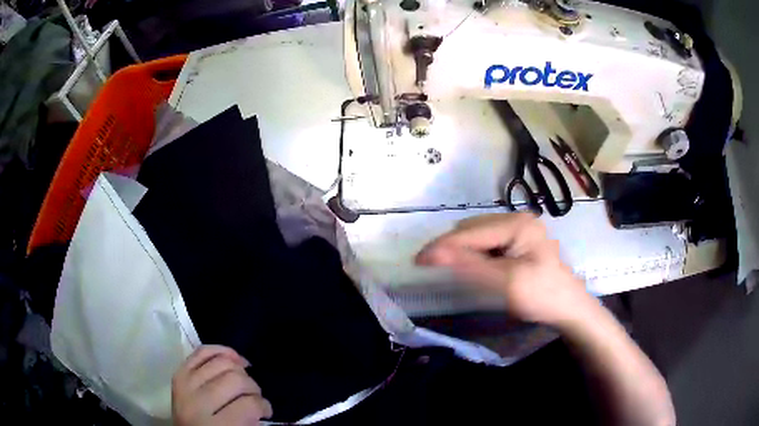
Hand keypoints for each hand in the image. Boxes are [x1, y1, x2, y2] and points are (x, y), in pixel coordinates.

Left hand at [172, 345, 272, 425]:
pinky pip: (202, 351)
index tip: (266, 413)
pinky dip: (220, 351)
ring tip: (245, 380)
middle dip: (253, 387)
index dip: (264, 406)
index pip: (248, 405)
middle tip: (256, 397)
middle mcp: (197, 402)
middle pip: (235, 380)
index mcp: (213, 425)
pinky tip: (233, 359)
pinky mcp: (179, 373)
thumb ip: (250, 421)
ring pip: (221, 362)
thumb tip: (261, 402)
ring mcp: (185, 384)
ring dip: (240, 369)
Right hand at [416, 213, 595, 326]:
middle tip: (432, 268)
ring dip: (462, 249)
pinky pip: (487, 240)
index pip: (471, 233)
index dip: (443, 246)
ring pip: (477, 233)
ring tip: (450, 269)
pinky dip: (474, 252)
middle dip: (452, 247)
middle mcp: (517, 218)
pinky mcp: (518, 238)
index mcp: (518, 224)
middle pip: (472, 229)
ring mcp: (519, 227)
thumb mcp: (505, 283)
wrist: (567, 307)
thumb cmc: (541, 296)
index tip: (417, 261)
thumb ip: (470, 266)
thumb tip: (433, 252)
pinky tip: (472, 266)